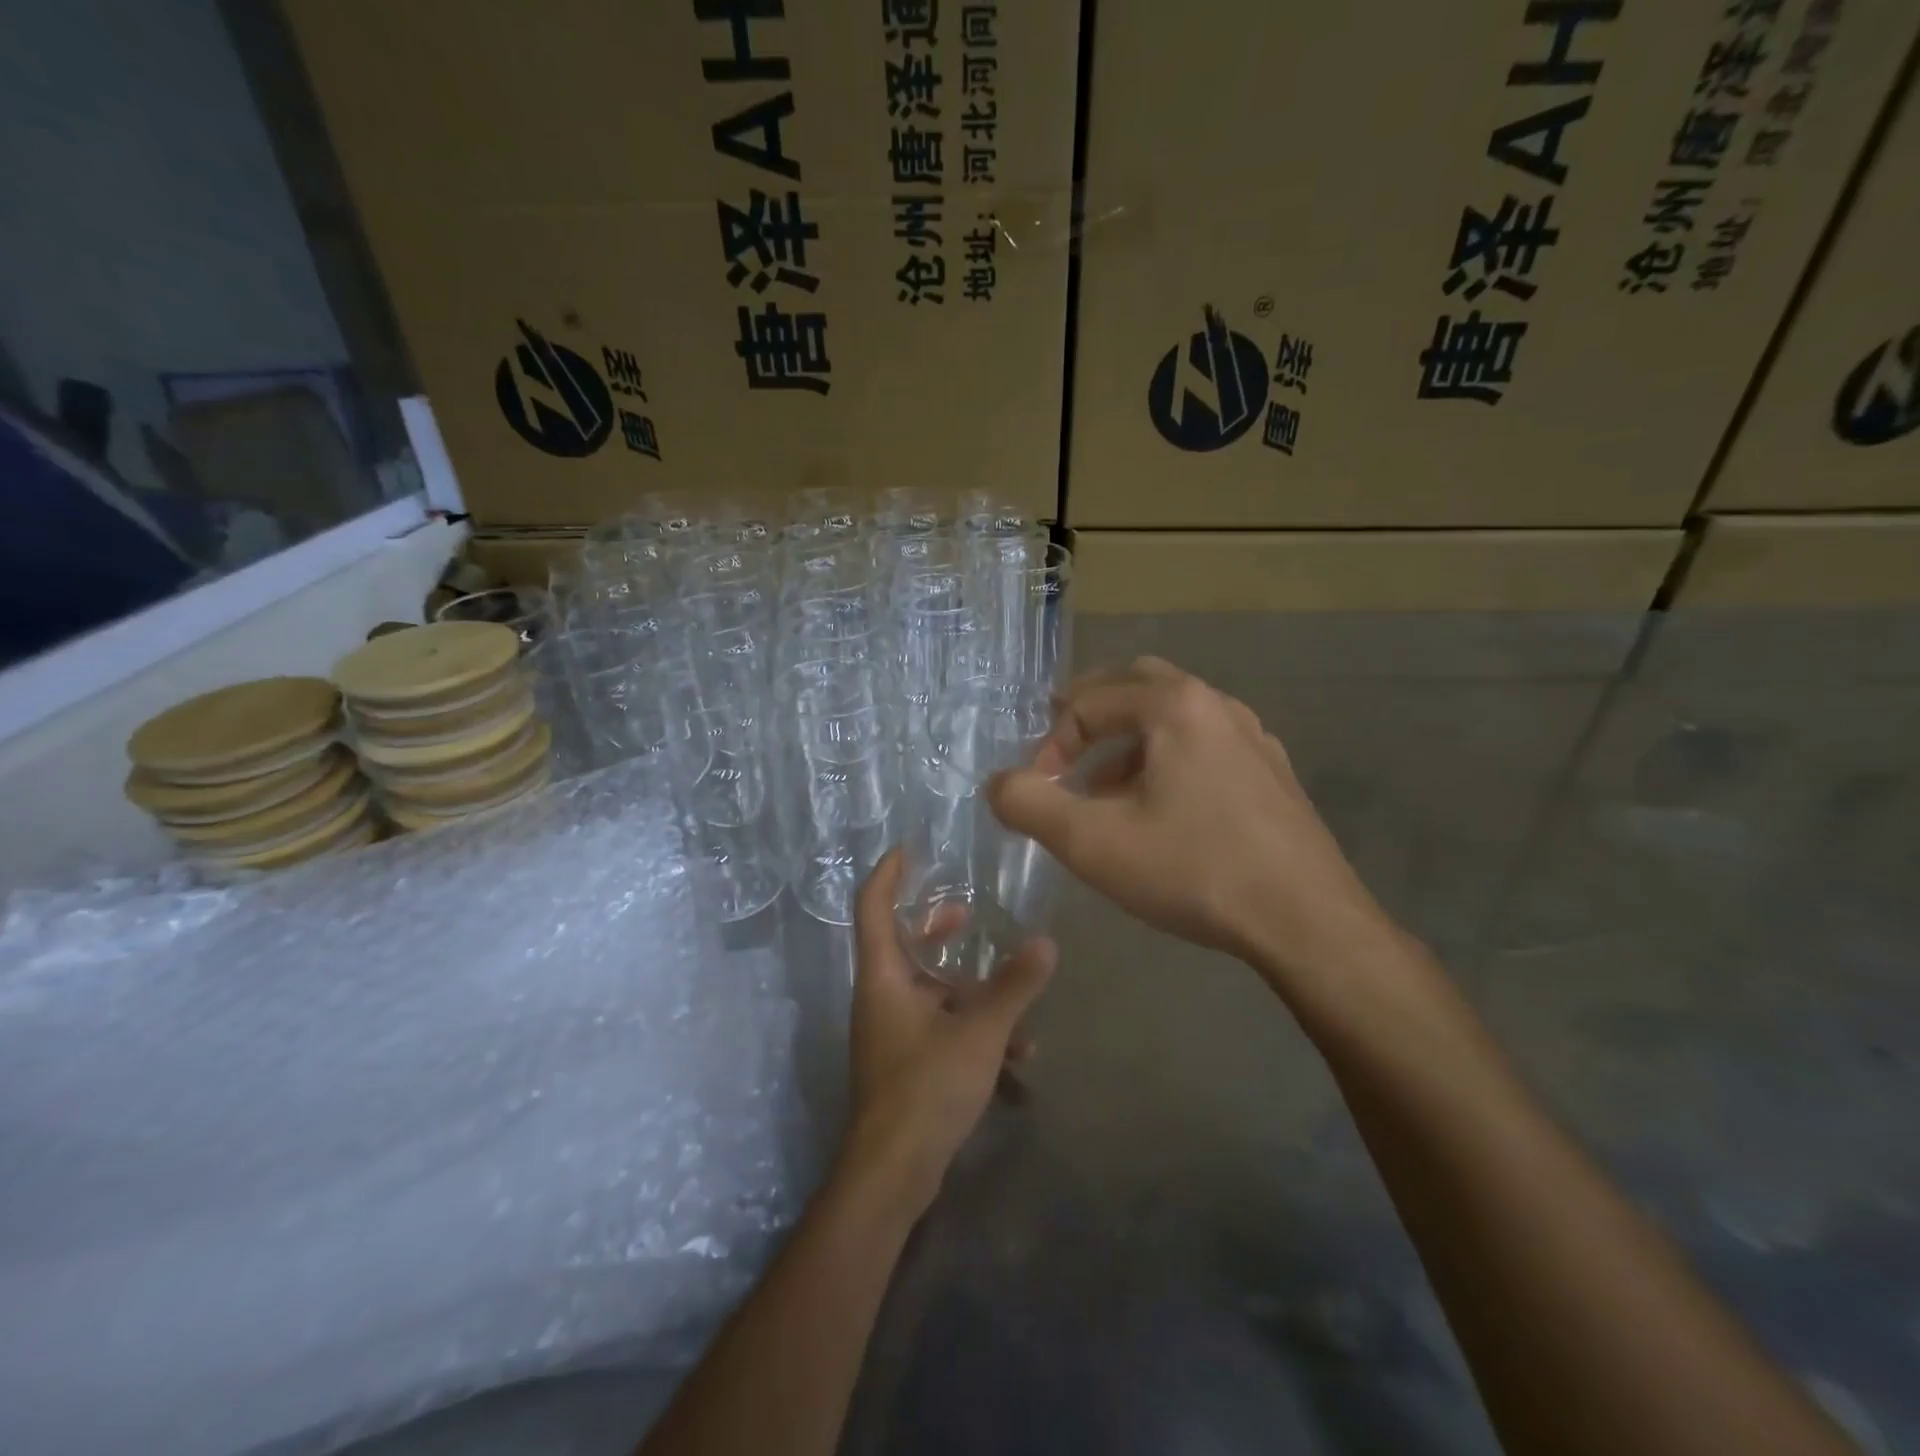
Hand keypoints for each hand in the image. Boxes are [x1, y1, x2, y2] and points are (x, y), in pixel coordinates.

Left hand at [839, 851, 1055, 1219]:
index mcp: (883, 977)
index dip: (888, 873)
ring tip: (1014, 995)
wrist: (892, 1173)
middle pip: (902, 945)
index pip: (873, 906)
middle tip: (966, 913)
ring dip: (969, 989)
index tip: (909, 848)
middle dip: (935, 928)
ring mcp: (890, 1032)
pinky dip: (971, 1029)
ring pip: (929, 992)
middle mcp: (880, 997)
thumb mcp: (980, 1032)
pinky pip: (939, 1028)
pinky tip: (1017, 1056)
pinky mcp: (904, 1062)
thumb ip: (1014, 987)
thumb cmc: (926, 1087)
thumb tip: (1046, 942)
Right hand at [987, 658, 1397, 998]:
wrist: (1308, 922)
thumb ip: (1029, 804)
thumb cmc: (1194, 871)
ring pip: (1172, 717)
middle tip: (1062, 751)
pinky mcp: (1272, 773)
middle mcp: (1216, 705)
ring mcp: (1252, 737)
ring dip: (1127, 741)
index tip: (1039, 792)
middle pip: (1135, 686)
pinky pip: (1204, 745)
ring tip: (1103, 789)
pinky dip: (1166, 759)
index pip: (1087, 704)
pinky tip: (1160, 810)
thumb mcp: (1092, 842)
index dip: (1050, 745)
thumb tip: (997, 783)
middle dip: (1089, 716)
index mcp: (1174, 705)